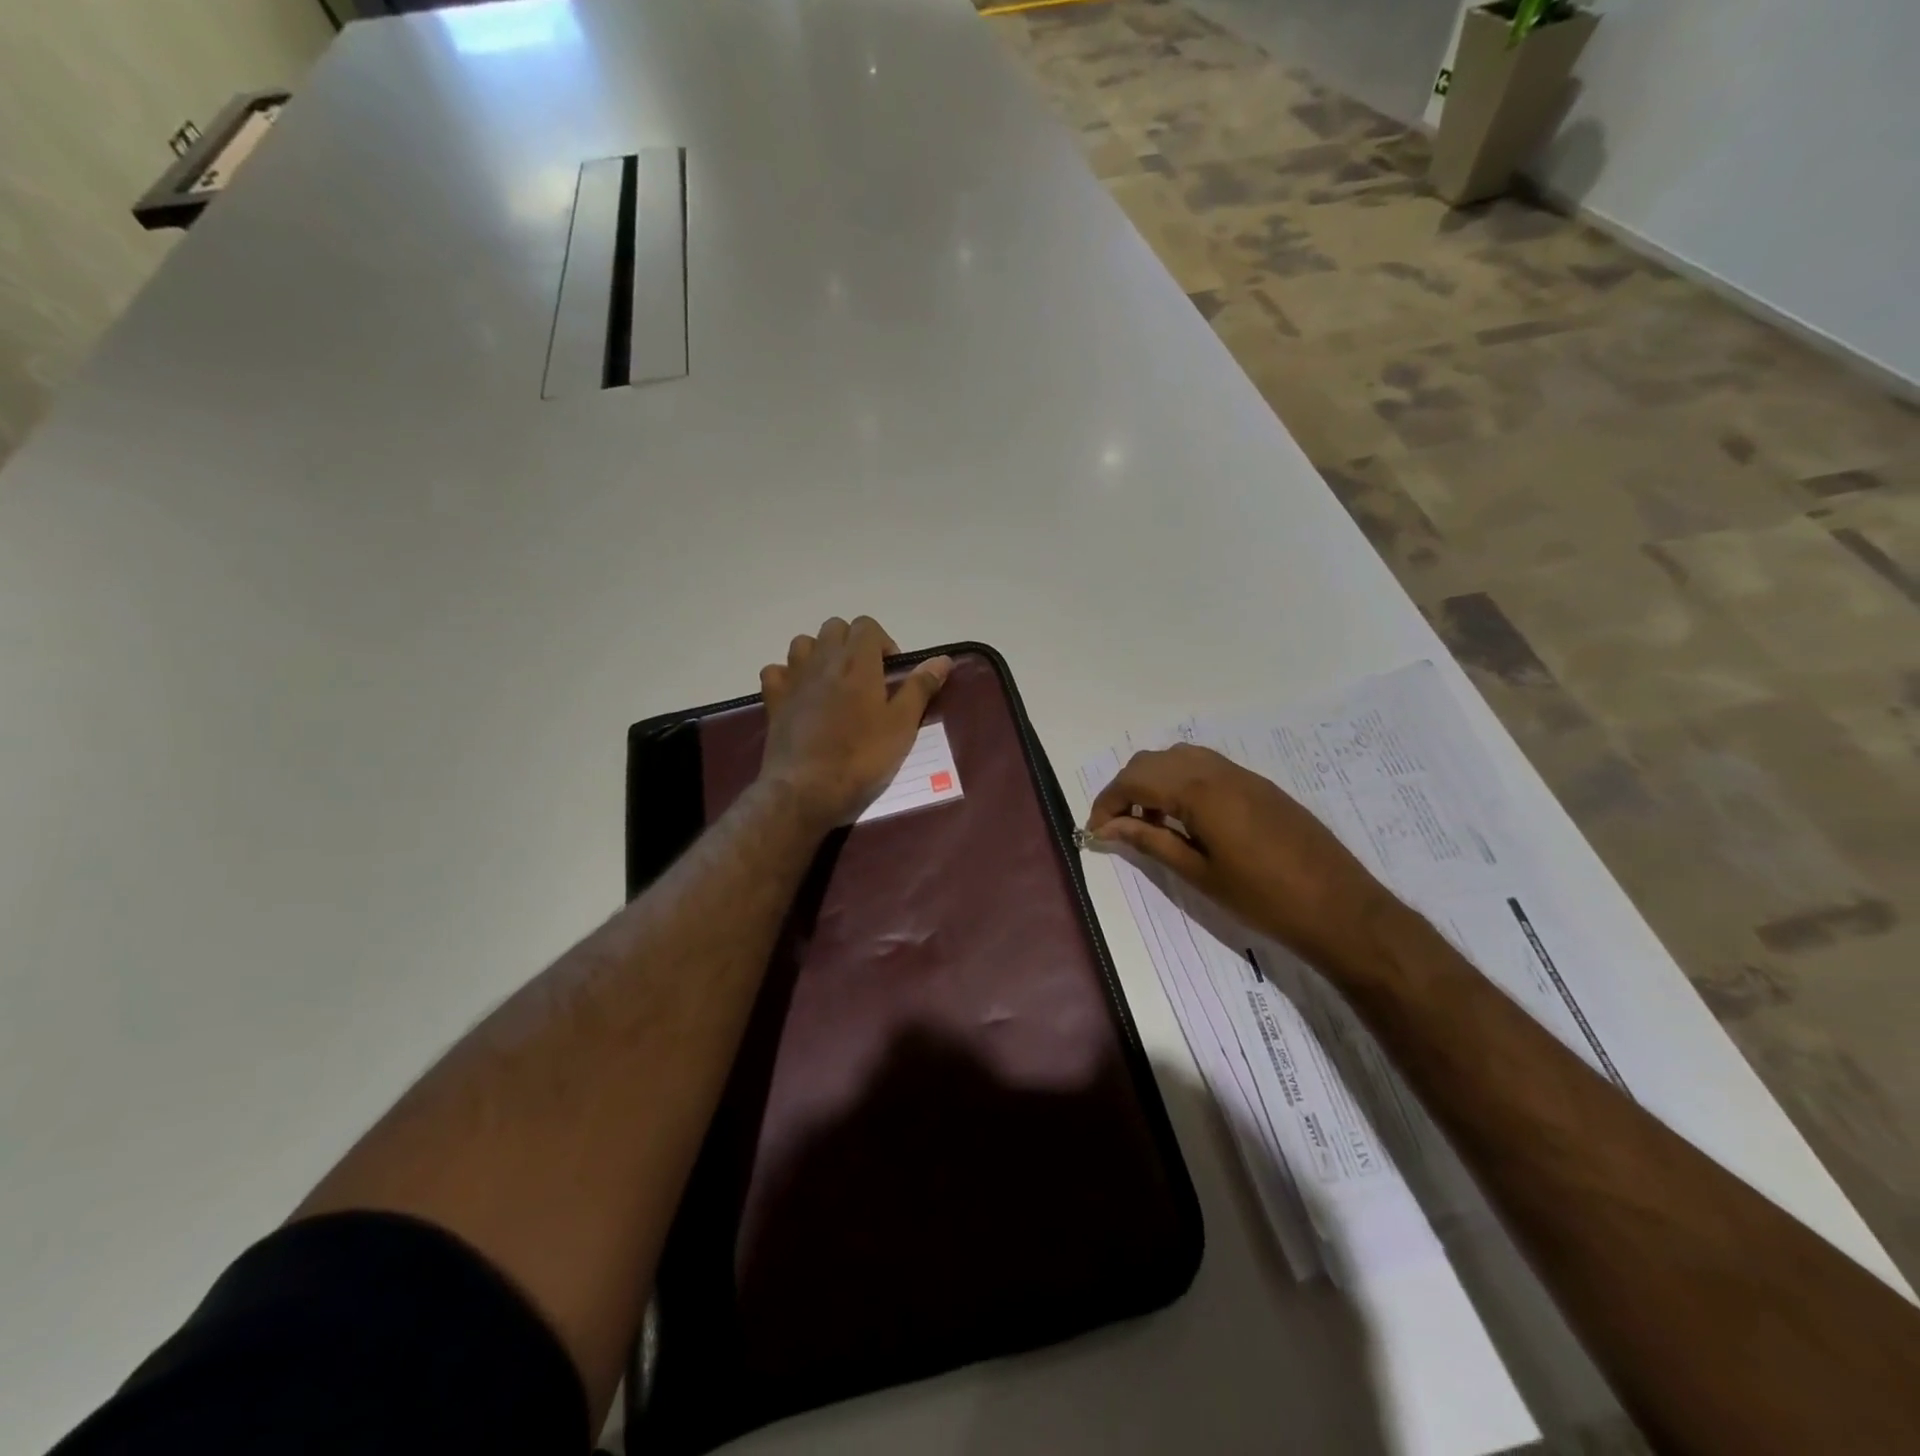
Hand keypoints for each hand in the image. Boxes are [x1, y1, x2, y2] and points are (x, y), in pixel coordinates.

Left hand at [758, 617, 951, 830]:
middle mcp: (822, 660)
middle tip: (866, 677)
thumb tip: (942, 659)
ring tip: (833, 683)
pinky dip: (787, 675)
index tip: (891, 672)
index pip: (867, 626)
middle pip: (835, 628)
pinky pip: (776, 671)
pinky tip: (799, 695)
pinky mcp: (773, 700)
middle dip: (852, 643)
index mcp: (858, 661)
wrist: (808, 790)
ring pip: (803, 643)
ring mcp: (793, 678)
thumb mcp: (902, 725)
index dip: (882, 642)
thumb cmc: (862, 757)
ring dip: (819, 653)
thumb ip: (920, 687)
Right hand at [1087, 744, 1391, 969]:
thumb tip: (1107, 829)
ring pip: (1179, 758)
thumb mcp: (1199, 874)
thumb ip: (1150, 842)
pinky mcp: (1259, 784)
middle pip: (1152, 762)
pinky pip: (1205, 767)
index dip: (1106, 804)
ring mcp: (1242, 774)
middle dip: (1125, 789)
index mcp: (1199, 792)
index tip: (1094, 831)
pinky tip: (1186, 818)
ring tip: (1150, 823)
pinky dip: (1181, 782)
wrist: (1340, 907)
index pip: (1134, 782)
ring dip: (1154, 781)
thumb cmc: (1263, 898)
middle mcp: (1217, 770)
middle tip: (1117, 828)